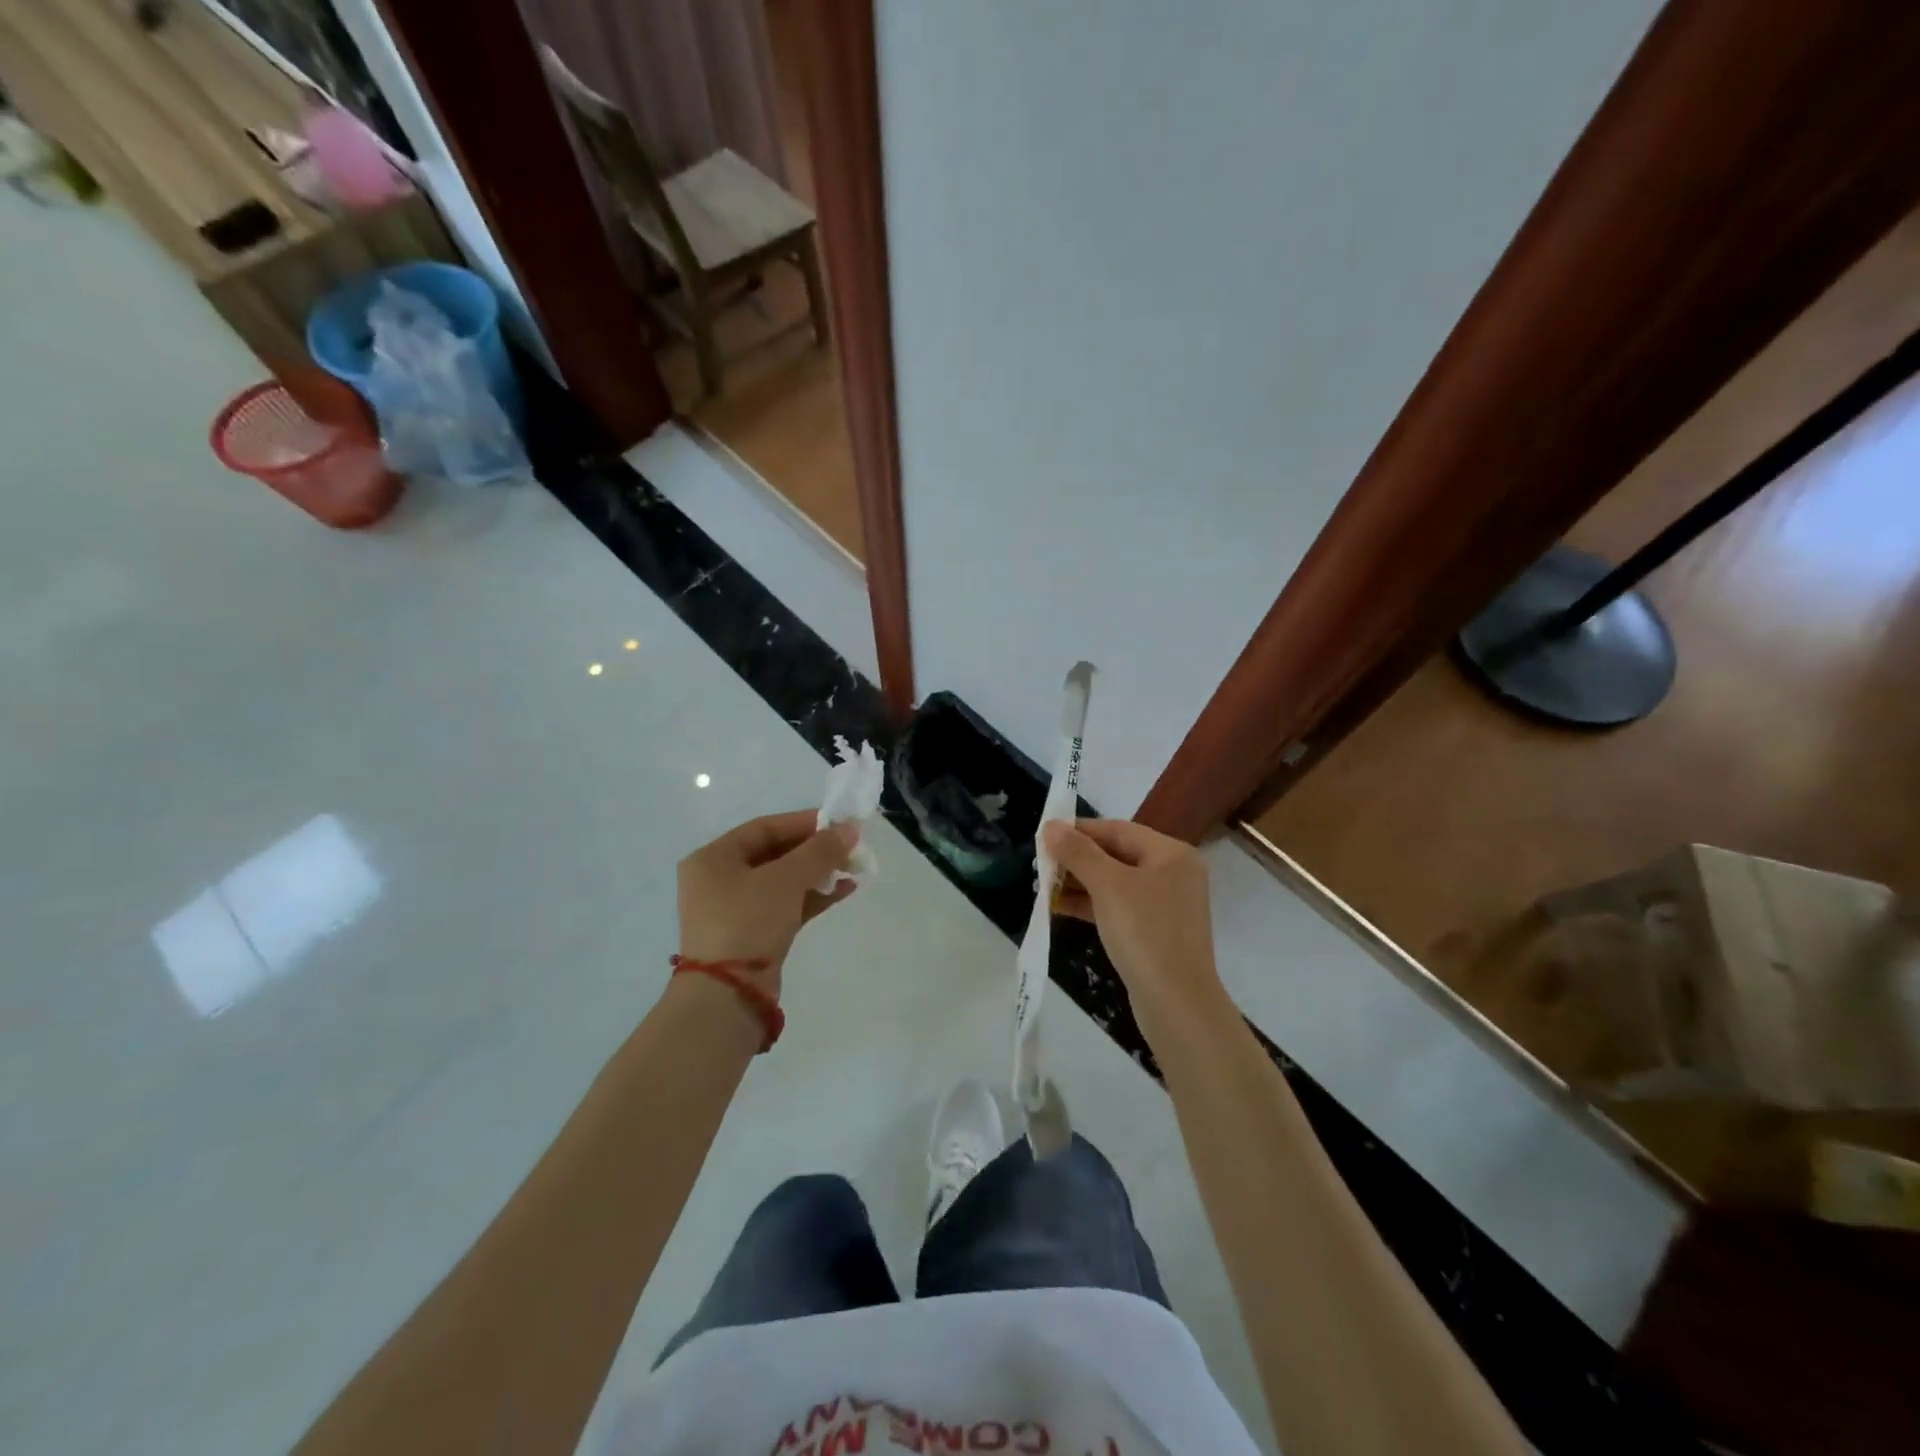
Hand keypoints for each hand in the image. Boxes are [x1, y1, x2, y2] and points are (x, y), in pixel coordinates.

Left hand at [678, 811, 859, 994]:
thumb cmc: (748, 921)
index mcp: (713, 858)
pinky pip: (786, 905)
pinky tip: (844, 889)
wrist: (728, 995)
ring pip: (784, 881)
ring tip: (853, 868)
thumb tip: (850, 829)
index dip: (804, 823)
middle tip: (850, 847)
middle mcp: (719, 880)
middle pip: (775, 854)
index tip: (839, 824)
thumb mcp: (786, 879)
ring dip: (818, 873)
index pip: (764, 828)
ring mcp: (735, 910)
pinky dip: (812, 896)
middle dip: (815, 850)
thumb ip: (820, 851)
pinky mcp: (753, 934)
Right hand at [1042, 818, 1232, 1043]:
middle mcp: (1172, 874)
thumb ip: (1078, 852)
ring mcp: (1165, 905)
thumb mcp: (1108, 886)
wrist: (1177, 1003)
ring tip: (1043, 887)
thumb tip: (1051, 826)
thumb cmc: (1145, 932)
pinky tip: (1059, 908)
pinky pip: (1117, 908)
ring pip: (1114, 883)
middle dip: (1076, 859)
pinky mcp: (1154, 932)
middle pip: (1116, 855)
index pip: (1117, 830)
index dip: (1079, 830)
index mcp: (1171, 854)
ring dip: (1079, 883)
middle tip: (1040, 864)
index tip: (1044, 835)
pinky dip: (1091, 905)